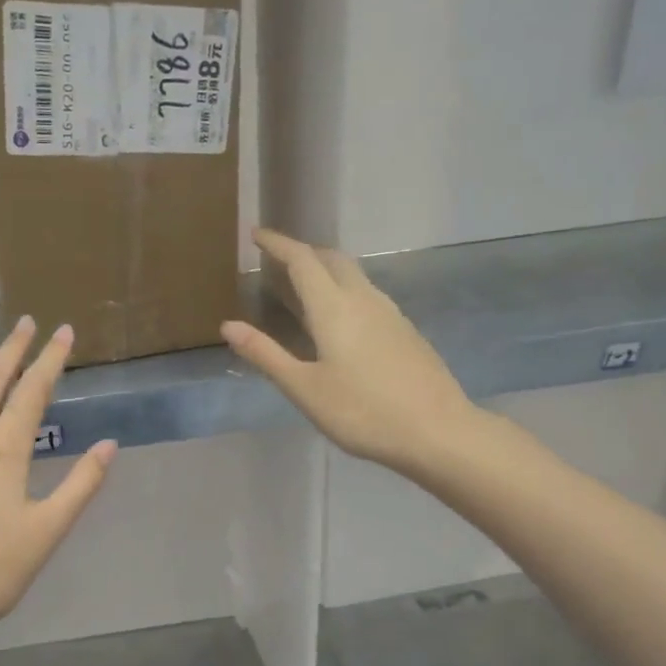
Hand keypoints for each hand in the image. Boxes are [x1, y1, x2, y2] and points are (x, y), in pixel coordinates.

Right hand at [222, 228, 478, 475]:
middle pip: (332, 260)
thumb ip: (266, 354)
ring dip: (327, 271)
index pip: (302, 261)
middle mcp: (364, 300)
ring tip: (305, 288)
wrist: (436, 431)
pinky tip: (341, 320)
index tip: (256, 234)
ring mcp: (390, 314)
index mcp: (334, 308)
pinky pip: (368, 295)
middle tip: (279, 260)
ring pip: (354, 276)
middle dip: (304, 252)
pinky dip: (344, 291)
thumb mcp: (304, 388)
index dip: (277, 244)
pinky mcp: (406, 331)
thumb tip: (229, 325)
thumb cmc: (362, 412)